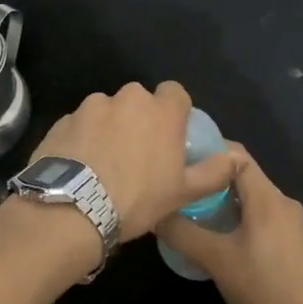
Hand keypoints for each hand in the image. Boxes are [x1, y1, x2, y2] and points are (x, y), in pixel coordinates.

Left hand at [26, 82, 240, 240]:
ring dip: (109, 128)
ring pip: (107, 111)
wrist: (72, 210)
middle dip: (139, 120)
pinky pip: (80, 125)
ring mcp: (90, 107)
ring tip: (104, 163)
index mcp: (160, 111)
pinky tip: (80, 166)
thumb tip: (240, 158)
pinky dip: (83, 138)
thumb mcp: (183, 192)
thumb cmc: (137, 199)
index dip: (174, 112)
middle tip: (137, 155)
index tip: (170, 135)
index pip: (175, 93)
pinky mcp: (62, 120)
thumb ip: (215, 171)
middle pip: (139, 101)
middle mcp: (126, 98)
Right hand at [154, 147, 302, 303]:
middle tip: (183, 188)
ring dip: (226, 201)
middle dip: (213, 179)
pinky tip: (222, 237)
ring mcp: (294, 225)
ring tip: (196, 212)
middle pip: (245, 176)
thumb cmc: (259, 286)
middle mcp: (285, 203)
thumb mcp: (214, 259)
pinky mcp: (295, 244)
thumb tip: (154, 212)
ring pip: (254, 199)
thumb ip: (181, 232)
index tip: (182, 159)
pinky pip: (264, 218)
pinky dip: (241, 218)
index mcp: (268, 198)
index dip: (210, 150)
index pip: (237, 155)